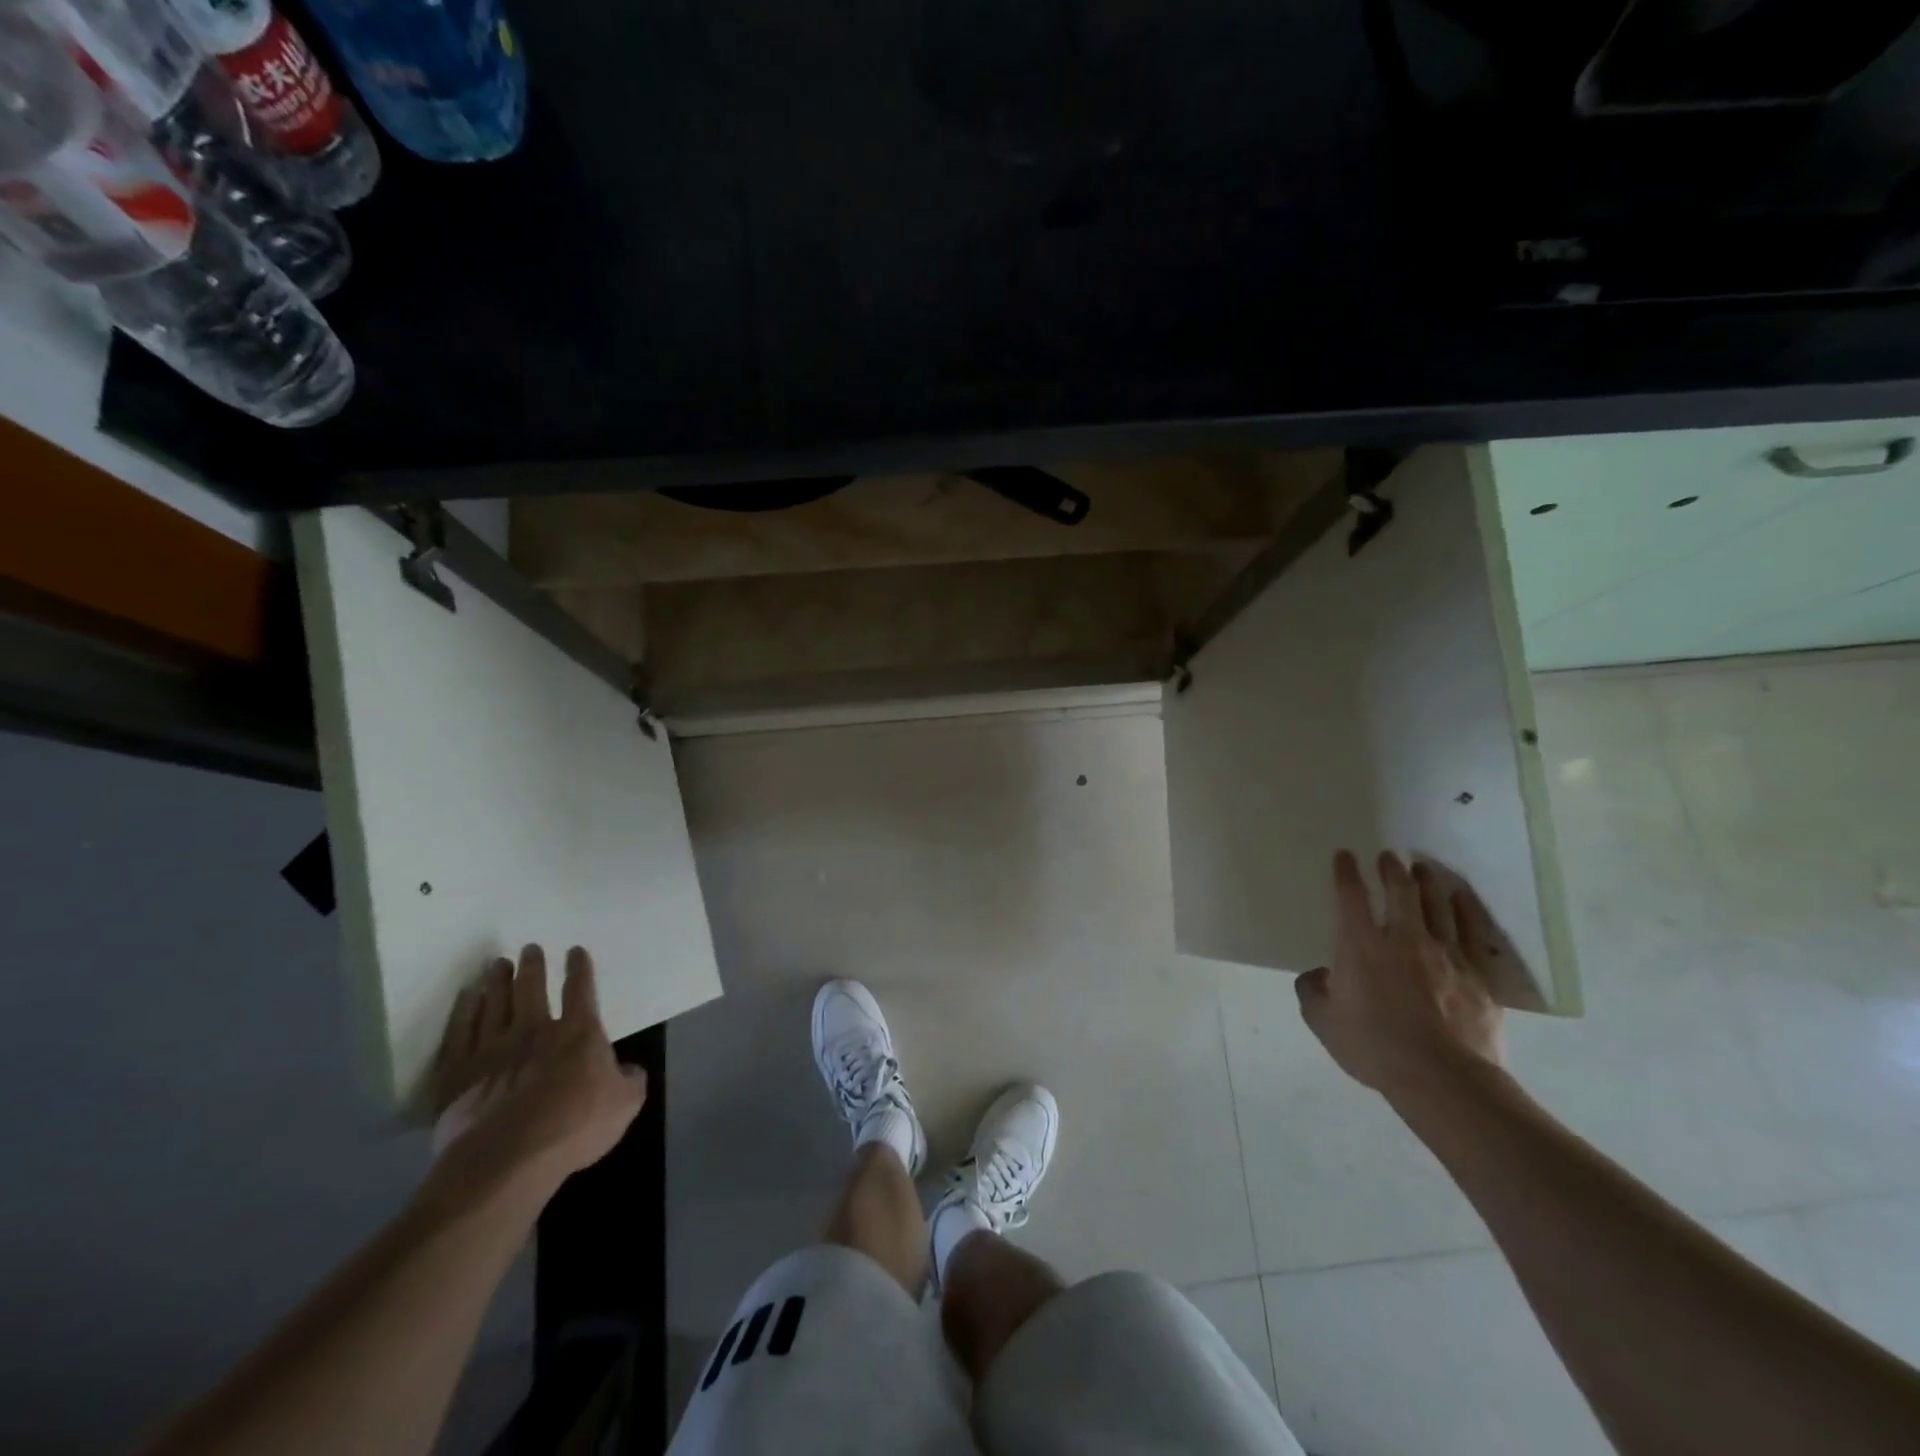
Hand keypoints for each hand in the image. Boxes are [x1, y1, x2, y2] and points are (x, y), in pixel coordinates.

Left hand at [423, 945, 646, 1206]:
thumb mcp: (626, 1102)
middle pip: (531, 988)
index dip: (580, 968)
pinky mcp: (459, 1073)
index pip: (581, 990)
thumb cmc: (575, 1125)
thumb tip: (628, 1069)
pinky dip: (463, 1011)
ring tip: (497, 965)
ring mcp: (493, 1049)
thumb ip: (631, 1079)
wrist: (508, 1157)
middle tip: (528, 949)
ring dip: (497, 981)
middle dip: (532, 966)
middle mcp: (535, 1030)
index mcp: (579, 1032)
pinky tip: (466, 998)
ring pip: (494, 1004)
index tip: (575, 951)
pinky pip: (460, 1032)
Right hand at [1296, 850, 1503, 1098]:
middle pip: (1399, 892)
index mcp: (1360, 945)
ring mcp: (1444, 954)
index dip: (1346, 872)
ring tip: (1422, 869)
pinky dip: (1464, 910)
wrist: (1442, 1077)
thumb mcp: (1322, 1021)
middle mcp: (1403, 939)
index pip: (1350, 896)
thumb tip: (1317, 975)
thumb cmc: (1374, 1046)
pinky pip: (1470, 932)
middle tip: (1388, 856)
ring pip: (1436, 905)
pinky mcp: (1476, 975)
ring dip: (1426, 883)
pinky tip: (1460, 898)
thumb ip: (1312, 990)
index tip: (1345, 856)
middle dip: (1391, 870)